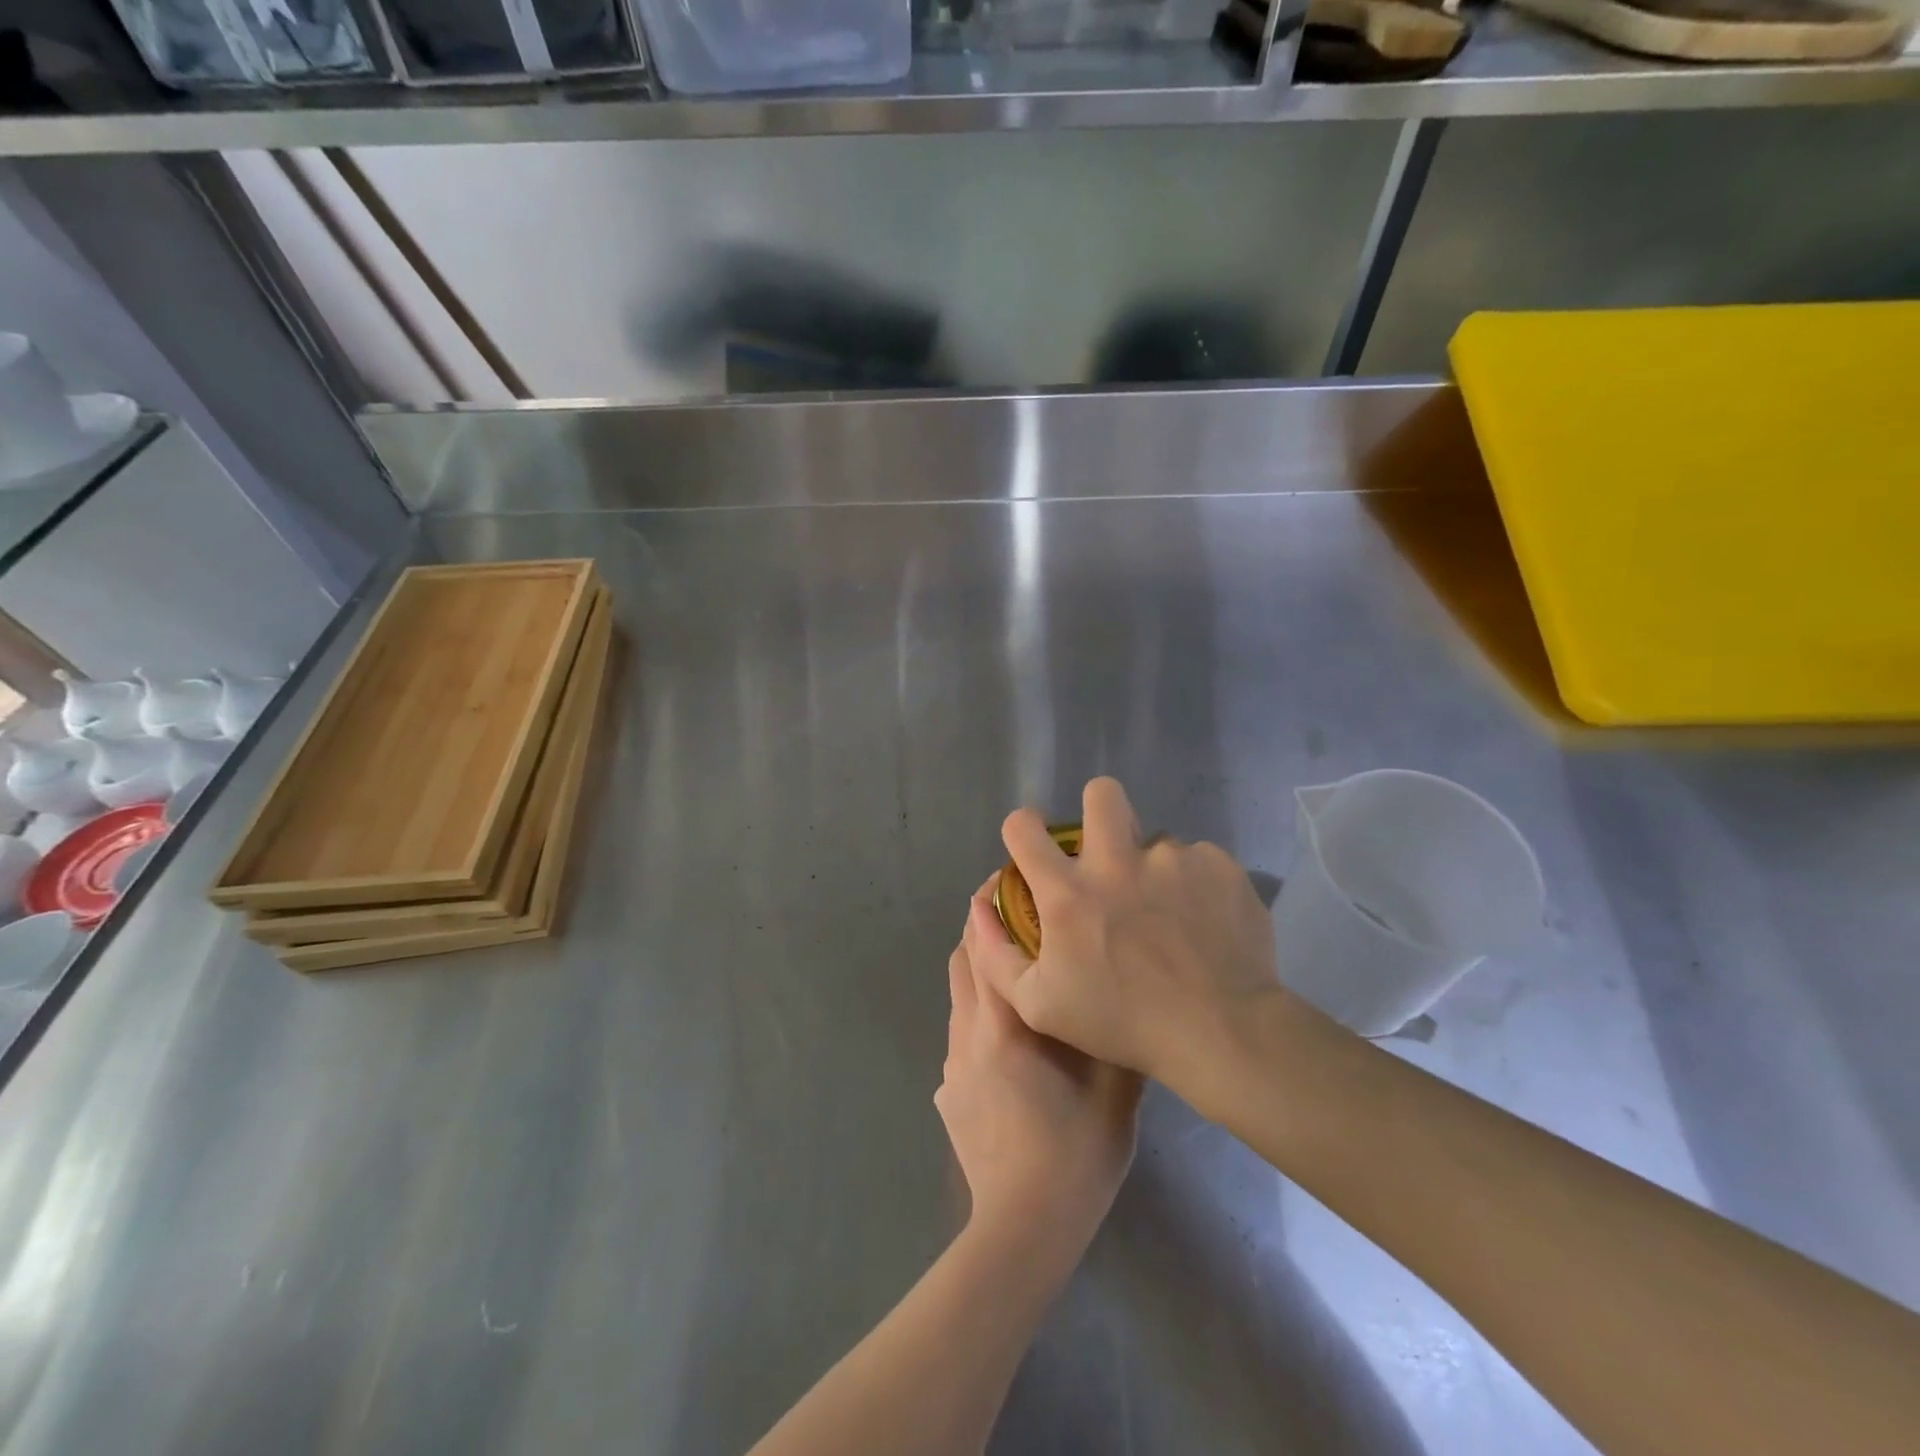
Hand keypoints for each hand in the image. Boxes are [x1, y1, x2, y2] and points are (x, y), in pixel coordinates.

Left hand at [935, 880, 1142, 1249]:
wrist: (1023, 1227)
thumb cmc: (1075, 1153)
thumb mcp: (1114, 1087)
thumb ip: (1113, 1030)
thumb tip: (1118, 985)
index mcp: (1005, 1022)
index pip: (982, 943)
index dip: (988, 905)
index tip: (1006, 879)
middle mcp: (968, 1031)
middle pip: (962, 959)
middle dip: (982, 928)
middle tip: (1018, 913)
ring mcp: (951, 1062)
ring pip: (958, 994)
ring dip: (979, 969)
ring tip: (1018, 969)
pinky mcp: (946, 1090)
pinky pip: (960, 1031)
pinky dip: (978, 1010)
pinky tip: (1011, 1035)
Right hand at [972, 777, 1291, 1096]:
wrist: (1221, 1031)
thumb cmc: (1122, 1022)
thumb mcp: (1039, 1005)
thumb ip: (997, 954)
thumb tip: (980, 905)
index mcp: (1069, 891)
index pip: (1024, 827)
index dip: (1023, 830)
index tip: (1034, 848)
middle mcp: (1116, 861)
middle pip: (1101, 794)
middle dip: (1098, 811)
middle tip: (1108, 851)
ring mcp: (1172, 859)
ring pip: (1155, 841)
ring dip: (1153, 868)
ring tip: (1169, 915)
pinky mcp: (1218, 866)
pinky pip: (1199, 862)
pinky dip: (1196, 886)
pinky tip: (1203, 924)